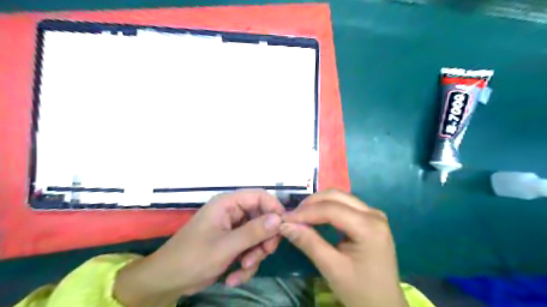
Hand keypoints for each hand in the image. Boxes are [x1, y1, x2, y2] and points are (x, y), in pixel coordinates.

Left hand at [115, 190, 286, 306]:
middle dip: (263, 239)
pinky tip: (233, 277)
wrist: (167, 282)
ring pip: (258, 236)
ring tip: (243, 269)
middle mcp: (233, 212)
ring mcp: (233, 229)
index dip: (274, 209)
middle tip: (262, 255)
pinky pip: (250, 249)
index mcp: (228, 204)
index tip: (283, 228)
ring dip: (255, 255)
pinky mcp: (232, 243)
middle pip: (262, 218)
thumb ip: (253, 232)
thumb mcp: (225, 246)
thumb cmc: (192, 258)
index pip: (260, 196)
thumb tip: (279, 219)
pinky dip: (246, 264)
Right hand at [279, 189, 407, 306]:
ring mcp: (373, 214)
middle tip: (292, 216)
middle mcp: (373, 214)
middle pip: (336, 196)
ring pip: (340, 197)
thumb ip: (308, 243)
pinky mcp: (370, 218)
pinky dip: (327, 207)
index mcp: (369, 227)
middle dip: (311, 203)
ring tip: (300, 215)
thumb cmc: (360, 291)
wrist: (384, 305)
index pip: (331, 209)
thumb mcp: (332, 268)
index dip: (305, 212)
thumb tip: (285, 225)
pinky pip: (345, 205)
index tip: (285, 219)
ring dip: (318, 204)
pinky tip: (315, 216)